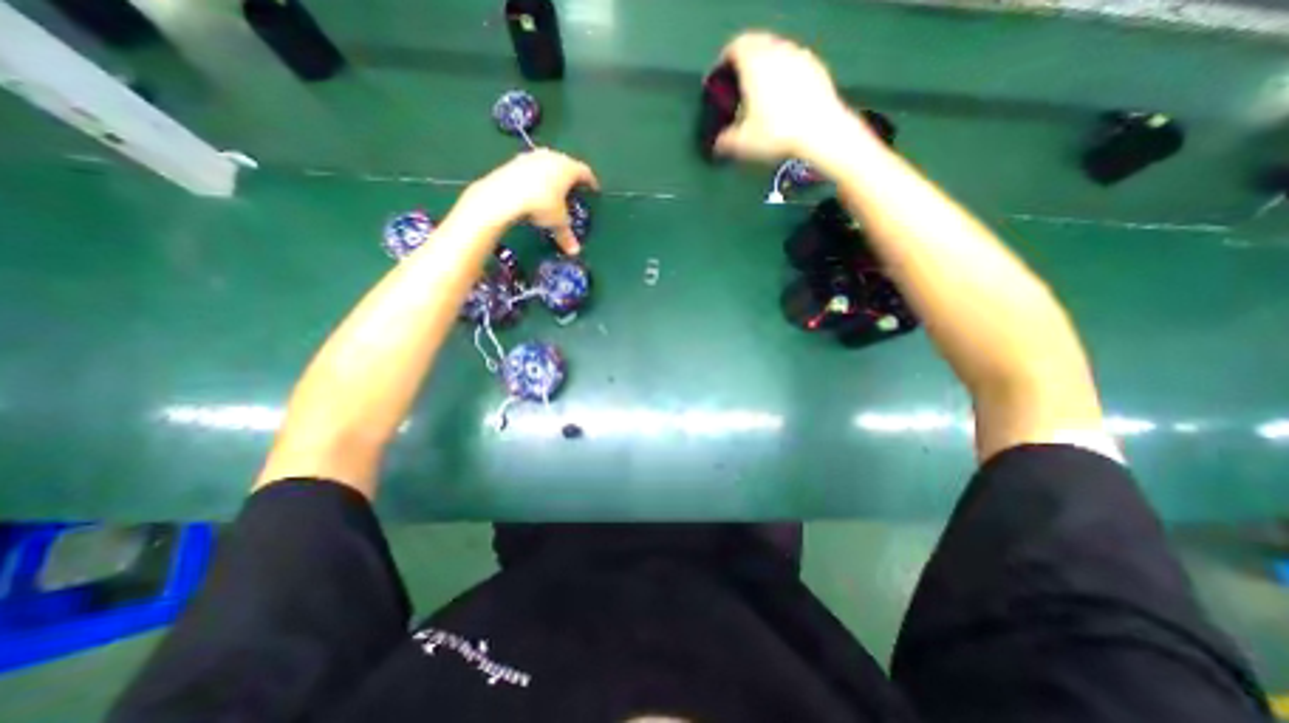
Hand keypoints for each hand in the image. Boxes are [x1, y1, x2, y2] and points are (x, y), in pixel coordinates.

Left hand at [461, 148, 596, 253]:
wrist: (504, 194)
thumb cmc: (541, 205)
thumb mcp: (557, 222)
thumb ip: (567, 235)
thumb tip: (575, 252)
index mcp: (569, 169)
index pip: (585, 172)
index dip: (591, 182)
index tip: (594, 189)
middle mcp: (553, 157)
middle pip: (567, 164)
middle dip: (572, 175)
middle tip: (574, 187)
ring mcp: (533, 156)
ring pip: (549, 162)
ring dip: (553, 172)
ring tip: (554, 186)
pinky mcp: (516, 160)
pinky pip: (532, 166)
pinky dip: (537, 175)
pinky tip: (534, 187)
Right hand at [716, 30, 852, 162]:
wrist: (820, 131)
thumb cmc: (775, 133)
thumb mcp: (742, 143)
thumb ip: (725, 141)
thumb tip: (717, 144)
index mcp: (754, 62)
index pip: (734, 47)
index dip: (724, 61)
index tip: (721, 78)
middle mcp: (776, 50)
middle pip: (756, 44)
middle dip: (745, 61)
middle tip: (739, 84)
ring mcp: (799, 55)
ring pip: (776, 51)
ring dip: (766, 65)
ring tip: (762, 91)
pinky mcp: (816, 66)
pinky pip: (794, 62)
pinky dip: (784, 73)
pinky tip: (785, 97)